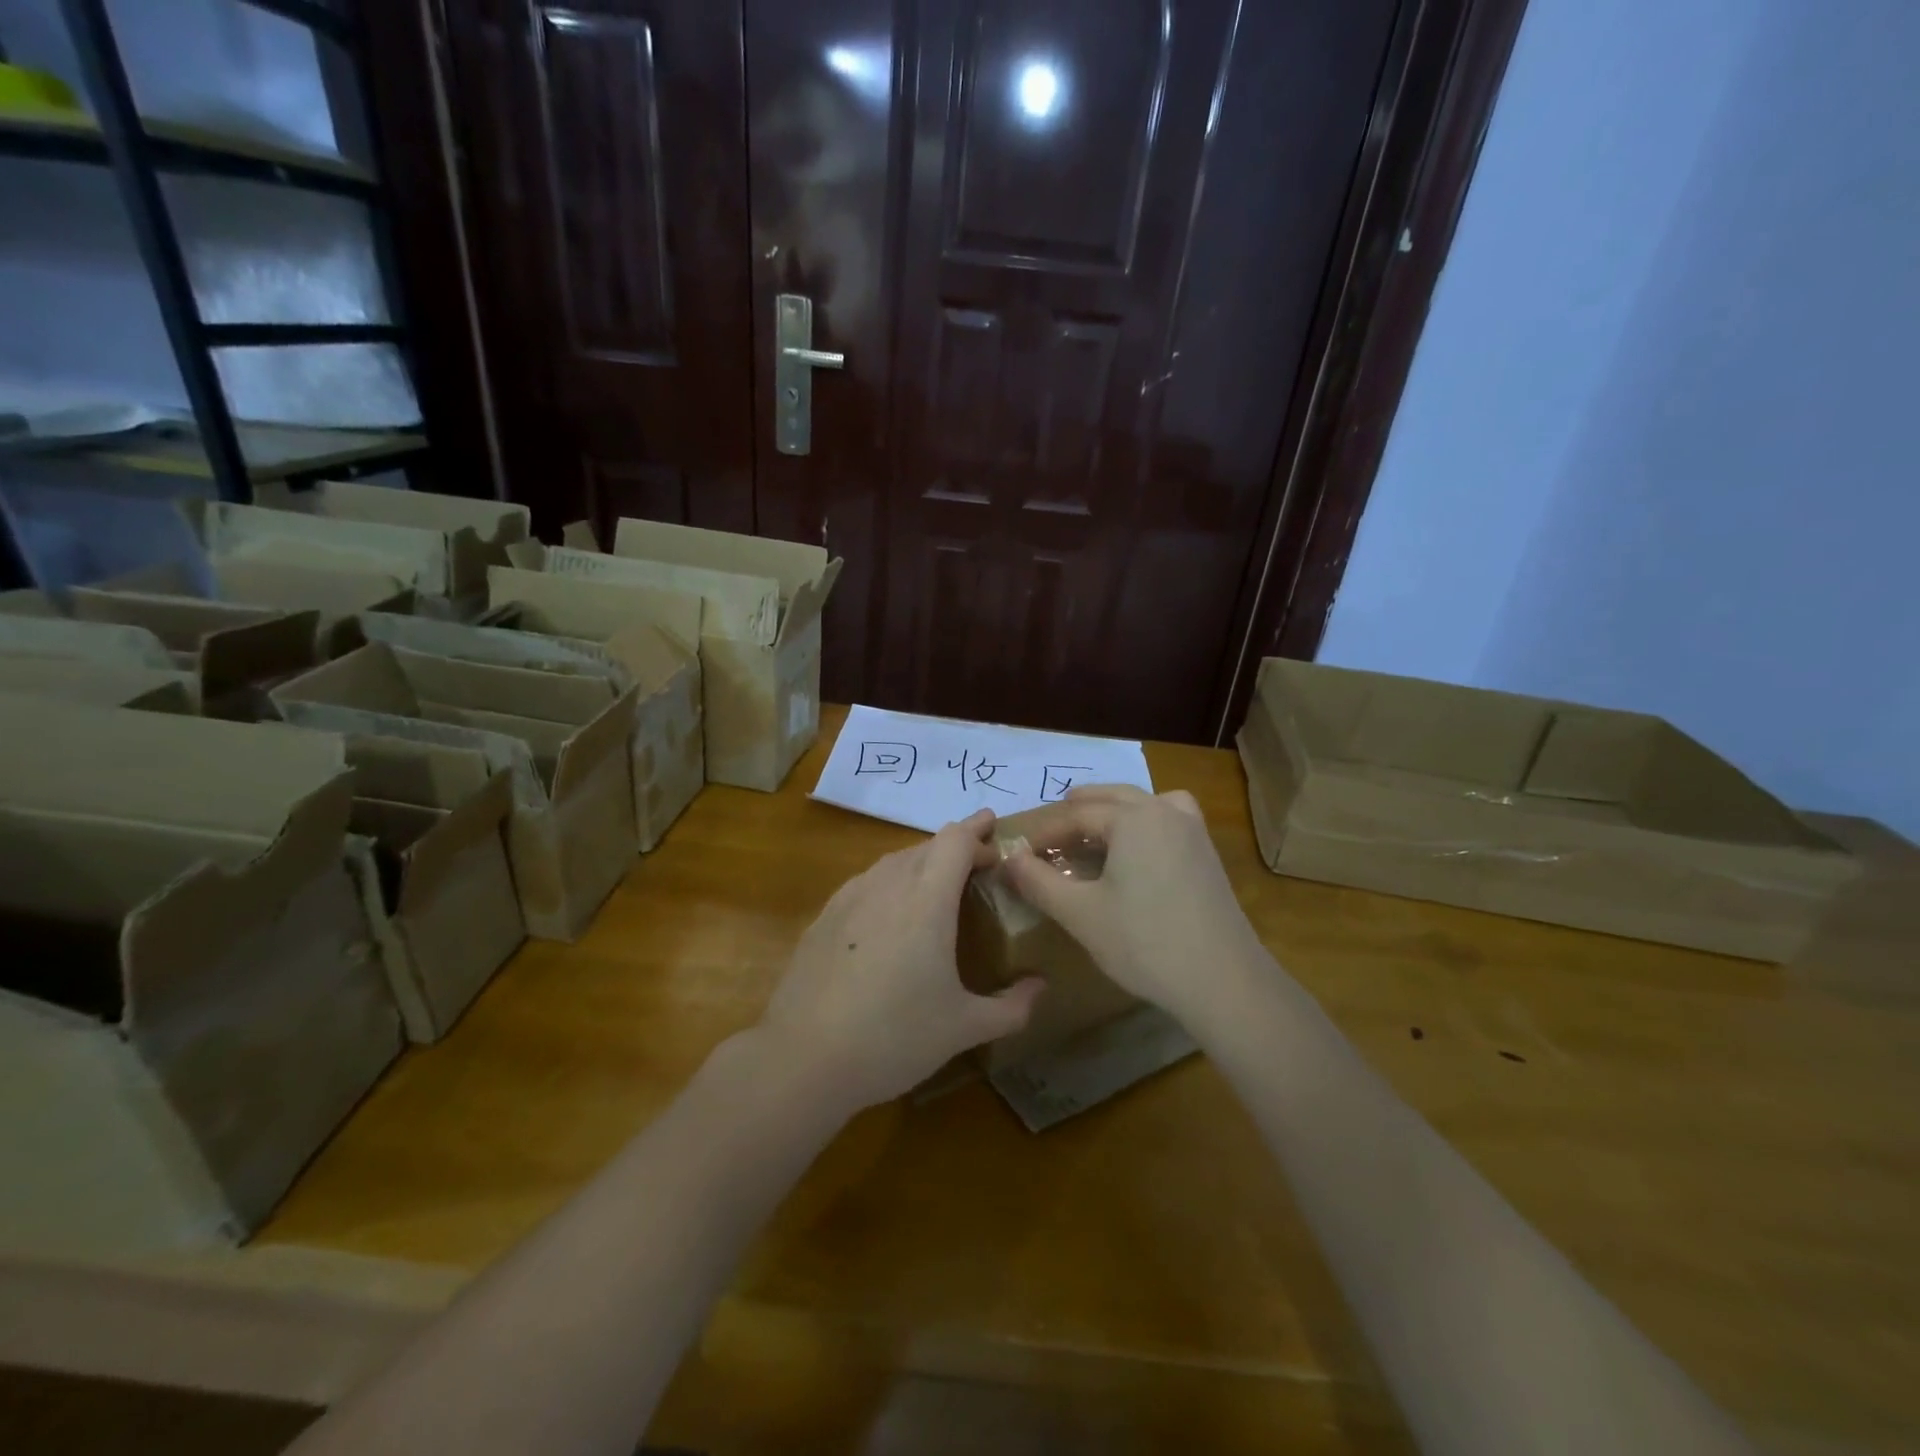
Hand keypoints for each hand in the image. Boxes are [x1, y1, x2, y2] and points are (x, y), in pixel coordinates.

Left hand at [758, 808, 1045, 1110]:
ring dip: (921, 864)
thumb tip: (1041, 988)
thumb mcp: (963, 1028)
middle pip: (926, 846)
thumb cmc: (894, 1037)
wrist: (804, 1058)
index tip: (996, 833)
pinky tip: (889, 917)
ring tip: (937, 889)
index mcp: (926, 900)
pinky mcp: (824, 917)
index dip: (978, 831)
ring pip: (893, 862)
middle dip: (955, 848)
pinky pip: (866, 883)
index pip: (956, 840)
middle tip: (977, 866)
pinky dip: (889, 884)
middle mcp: (887, 885)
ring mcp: (849, 898)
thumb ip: (1011, 1007)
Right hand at [999, 786, 1266, 1026]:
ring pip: (1144, 803)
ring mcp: (1192, 831)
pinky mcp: (1207, 855)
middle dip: (1076, 812)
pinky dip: (1144, 822)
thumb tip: (1008, 858)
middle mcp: (1165, 811)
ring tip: (1092, 831)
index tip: (1020, 854)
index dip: (1044, 833)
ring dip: (1113, 811)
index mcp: (1133, 818)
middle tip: (1050, 834)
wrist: (1222, 981)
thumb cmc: (1144, 942)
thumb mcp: (1080, 913)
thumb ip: (1038, 880)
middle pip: (1112, 797)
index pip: (1076, 814)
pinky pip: (1167, 820)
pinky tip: (1137, 851)